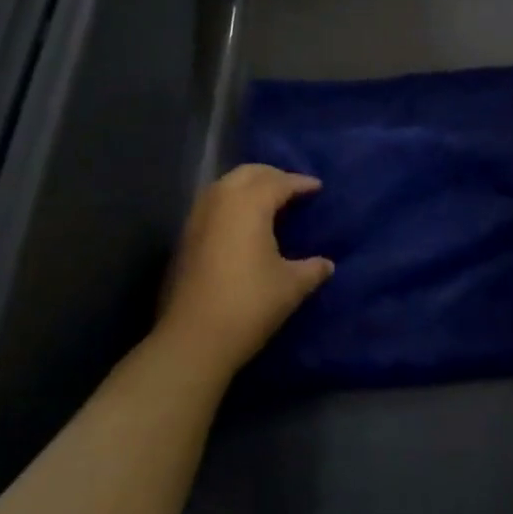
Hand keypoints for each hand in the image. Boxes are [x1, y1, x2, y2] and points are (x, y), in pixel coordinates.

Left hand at [158, 164, 332, 373]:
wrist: (193, 339)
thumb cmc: (249, 305)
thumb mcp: (291, 286)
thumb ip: (312, 269)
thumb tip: (327, 264)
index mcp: (250, 204)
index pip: (279, 182)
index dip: (300, 183)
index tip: (317, 187)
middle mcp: (221, 201)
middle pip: (249, 174)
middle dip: (273, 176)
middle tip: (293, 188)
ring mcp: (198, 217)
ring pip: (226, 185)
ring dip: (248, 186)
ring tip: (268, 201)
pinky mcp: (185, 237)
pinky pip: (213, 203)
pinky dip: (231, 202)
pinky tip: (243, 223)